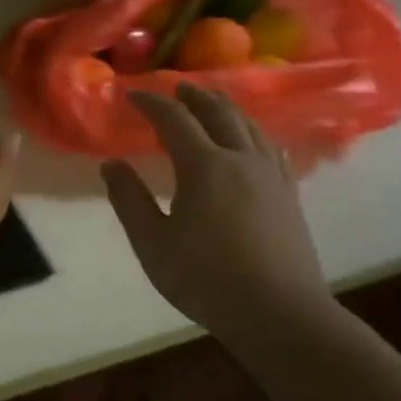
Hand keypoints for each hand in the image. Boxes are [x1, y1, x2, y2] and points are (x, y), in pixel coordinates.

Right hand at [101, 84, 329, 338]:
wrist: (279, 313)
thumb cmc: (205, 278)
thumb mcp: (152, 243)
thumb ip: (130, 200)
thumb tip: (111, 164)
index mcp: (205, 166)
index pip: (174, 120)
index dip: (151, 103)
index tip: (131, 94)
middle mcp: (241, 159)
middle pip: (218, 113)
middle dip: (194, 96)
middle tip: (176, 87)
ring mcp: (271, 175)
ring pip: (250, 126)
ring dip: (226, 108)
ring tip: (212, 102)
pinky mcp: (289, 194)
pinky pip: (269, 147)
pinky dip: (252, 132)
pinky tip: (251, 141)